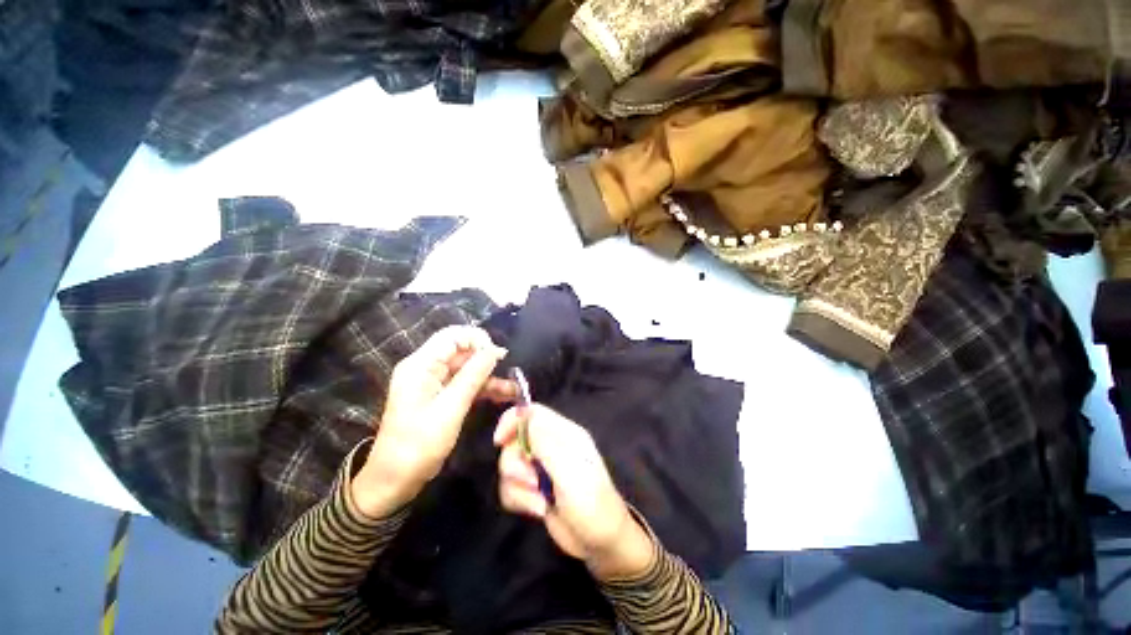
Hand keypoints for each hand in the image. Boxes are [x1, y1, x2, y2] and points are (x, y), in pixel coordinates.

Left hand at [351, 326, 511, 517]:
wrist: (394, 481)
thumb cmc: (418, 445)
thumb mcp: (450, 408)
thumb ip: (473, 376)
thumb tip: (495, 350)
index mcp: (420, 365)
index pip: (452, 336)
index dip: (477, 339)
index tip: (499, 355)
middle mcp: (426, 368)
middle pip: (461, 351)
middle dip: (487, 359)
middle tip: (511, 372)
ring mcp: (433, 382)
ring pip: (467, 368)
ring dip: (489, 376)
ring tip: (513, 388)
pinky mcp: (440, 396)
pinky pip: (465, 383)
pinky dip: (483, 388)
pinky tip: (503, 395)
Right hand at [494, 405, 654, 579]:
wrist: (600, 543)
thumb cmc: (591, 502)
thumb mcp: (569, 470)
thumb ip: (544, 443)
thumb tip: (524, 416)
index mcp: (563, 434)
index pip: (532, 412)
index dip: (512, 421)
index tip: (499, 441)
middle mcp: (550, 447)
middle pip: (515, 441)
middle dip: (516, 465)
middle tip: (532, 482)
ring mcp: (541, 469)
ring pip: (510, 467)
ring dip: (519, 488)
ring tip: (540, 502)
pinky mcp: (534, 490)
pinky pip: (511, 488)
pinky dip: (519, 500)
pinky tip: (538, 510)